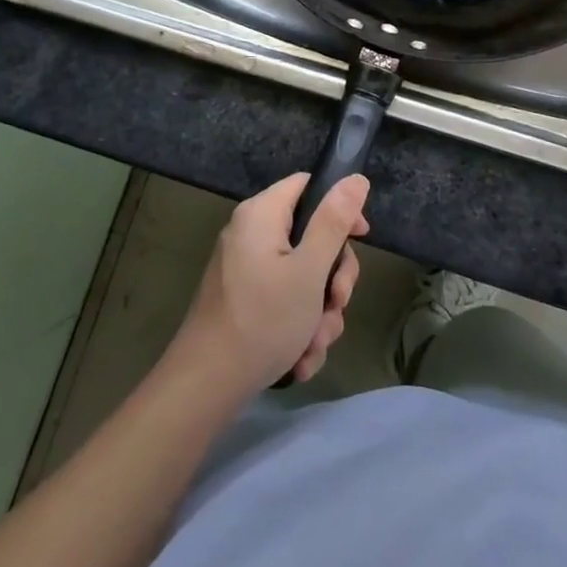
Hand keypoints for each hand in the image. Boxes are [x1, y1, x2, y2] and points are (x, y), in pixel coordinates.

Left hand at [169, 173, 370, 399]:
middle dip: (331, 278)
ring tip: (314, 343)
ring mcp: (246, 269)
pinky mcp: (244, 301)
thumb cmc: (262, 320)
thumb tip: (356, 178)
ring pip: (302, 277)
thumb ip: (334, 222)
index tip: (361, 239)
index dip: (340, 207)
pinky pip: (284, 301)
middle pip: (311, 236)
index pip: (309, 186)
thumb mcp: (309, 270)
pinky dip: (298, 327)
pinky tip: (300, 359)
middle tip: (337, 305)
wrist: (205, 387)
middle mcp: (251, 234)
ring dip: (318, 312)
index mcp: (261, 214)